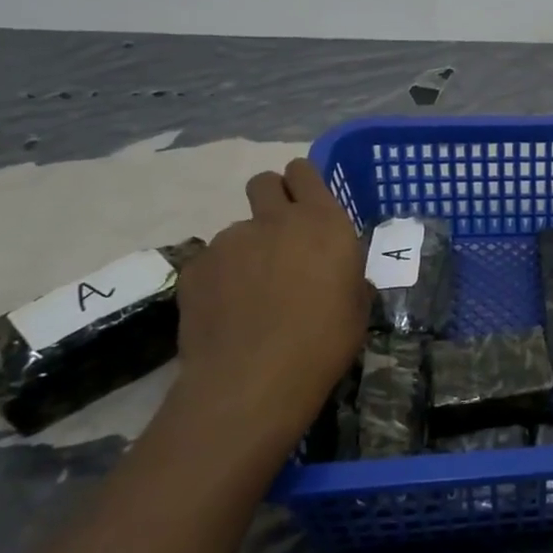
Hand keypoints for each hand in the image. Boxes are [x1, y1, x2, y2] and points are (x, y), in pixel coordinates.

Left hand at [168, 159, 371, 449]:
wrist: (253, 380)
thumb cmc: (324, 341)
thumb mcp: (357, 305)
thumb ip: (347, 274)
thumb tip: (337, 273)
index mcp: (322, 222)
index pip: (304, 172)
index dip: (304, 182)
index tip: (308, 202)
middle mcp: (274, 220)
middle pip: (264, 182)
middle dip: (272, 197)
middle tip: (281, 235)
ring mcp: (229, 242)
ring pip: (238, 229)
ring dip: (248, 248)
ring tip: (253, 292)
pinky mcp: (195, 268)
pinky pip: (212, 261)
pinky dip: (221, 278)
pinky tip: (229, 312)